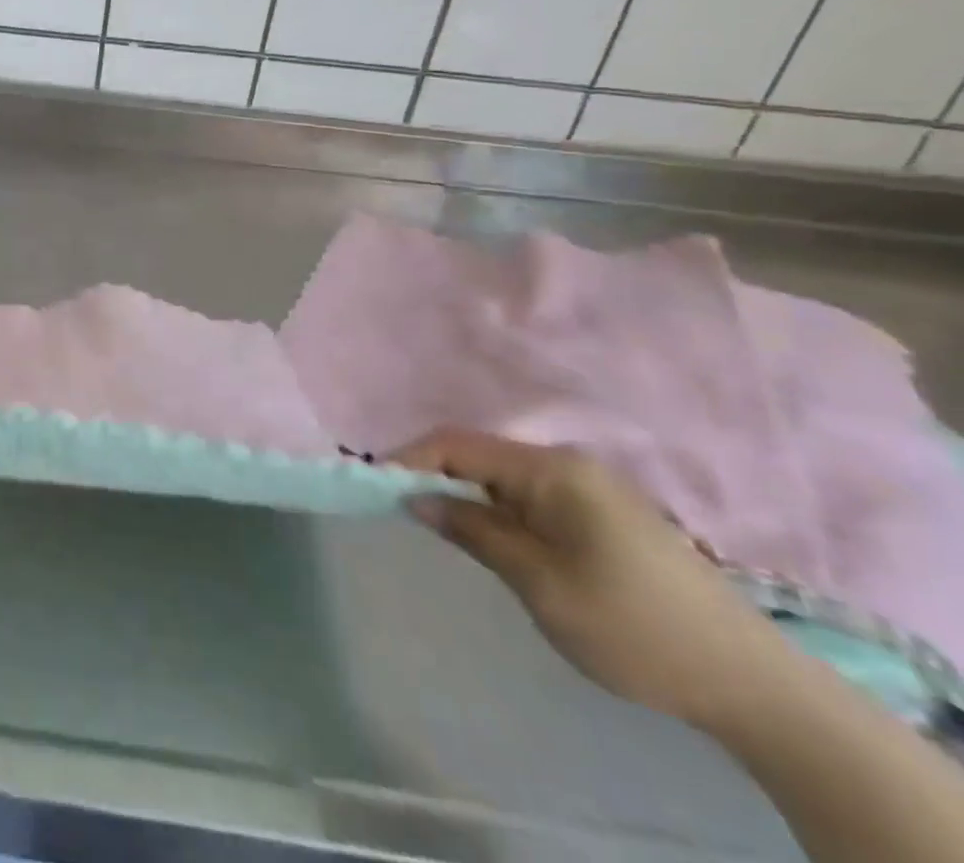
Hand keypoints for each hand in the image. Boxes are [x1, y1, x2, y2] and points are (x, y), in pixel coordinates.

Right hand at [395, 429, 790, 728]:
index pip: (458, 444)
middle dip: (435, 476)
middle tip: (403, 510)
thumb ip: (473, 531)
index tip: (377, 487)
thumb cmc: (633, 627)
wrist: (753, 684)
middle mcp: (568, 464)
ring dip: (466, 494)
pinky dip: (498, 507)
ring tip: (440, 526)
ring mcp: (591, 487)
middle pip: (480, 455)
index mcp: (552, 470)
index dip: (410, 459)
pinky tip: (493, 537)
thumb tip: (416, 499)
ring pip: (504, 476)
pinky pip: (531, 494)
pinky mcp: (605, 513)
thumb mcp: (539, 583)